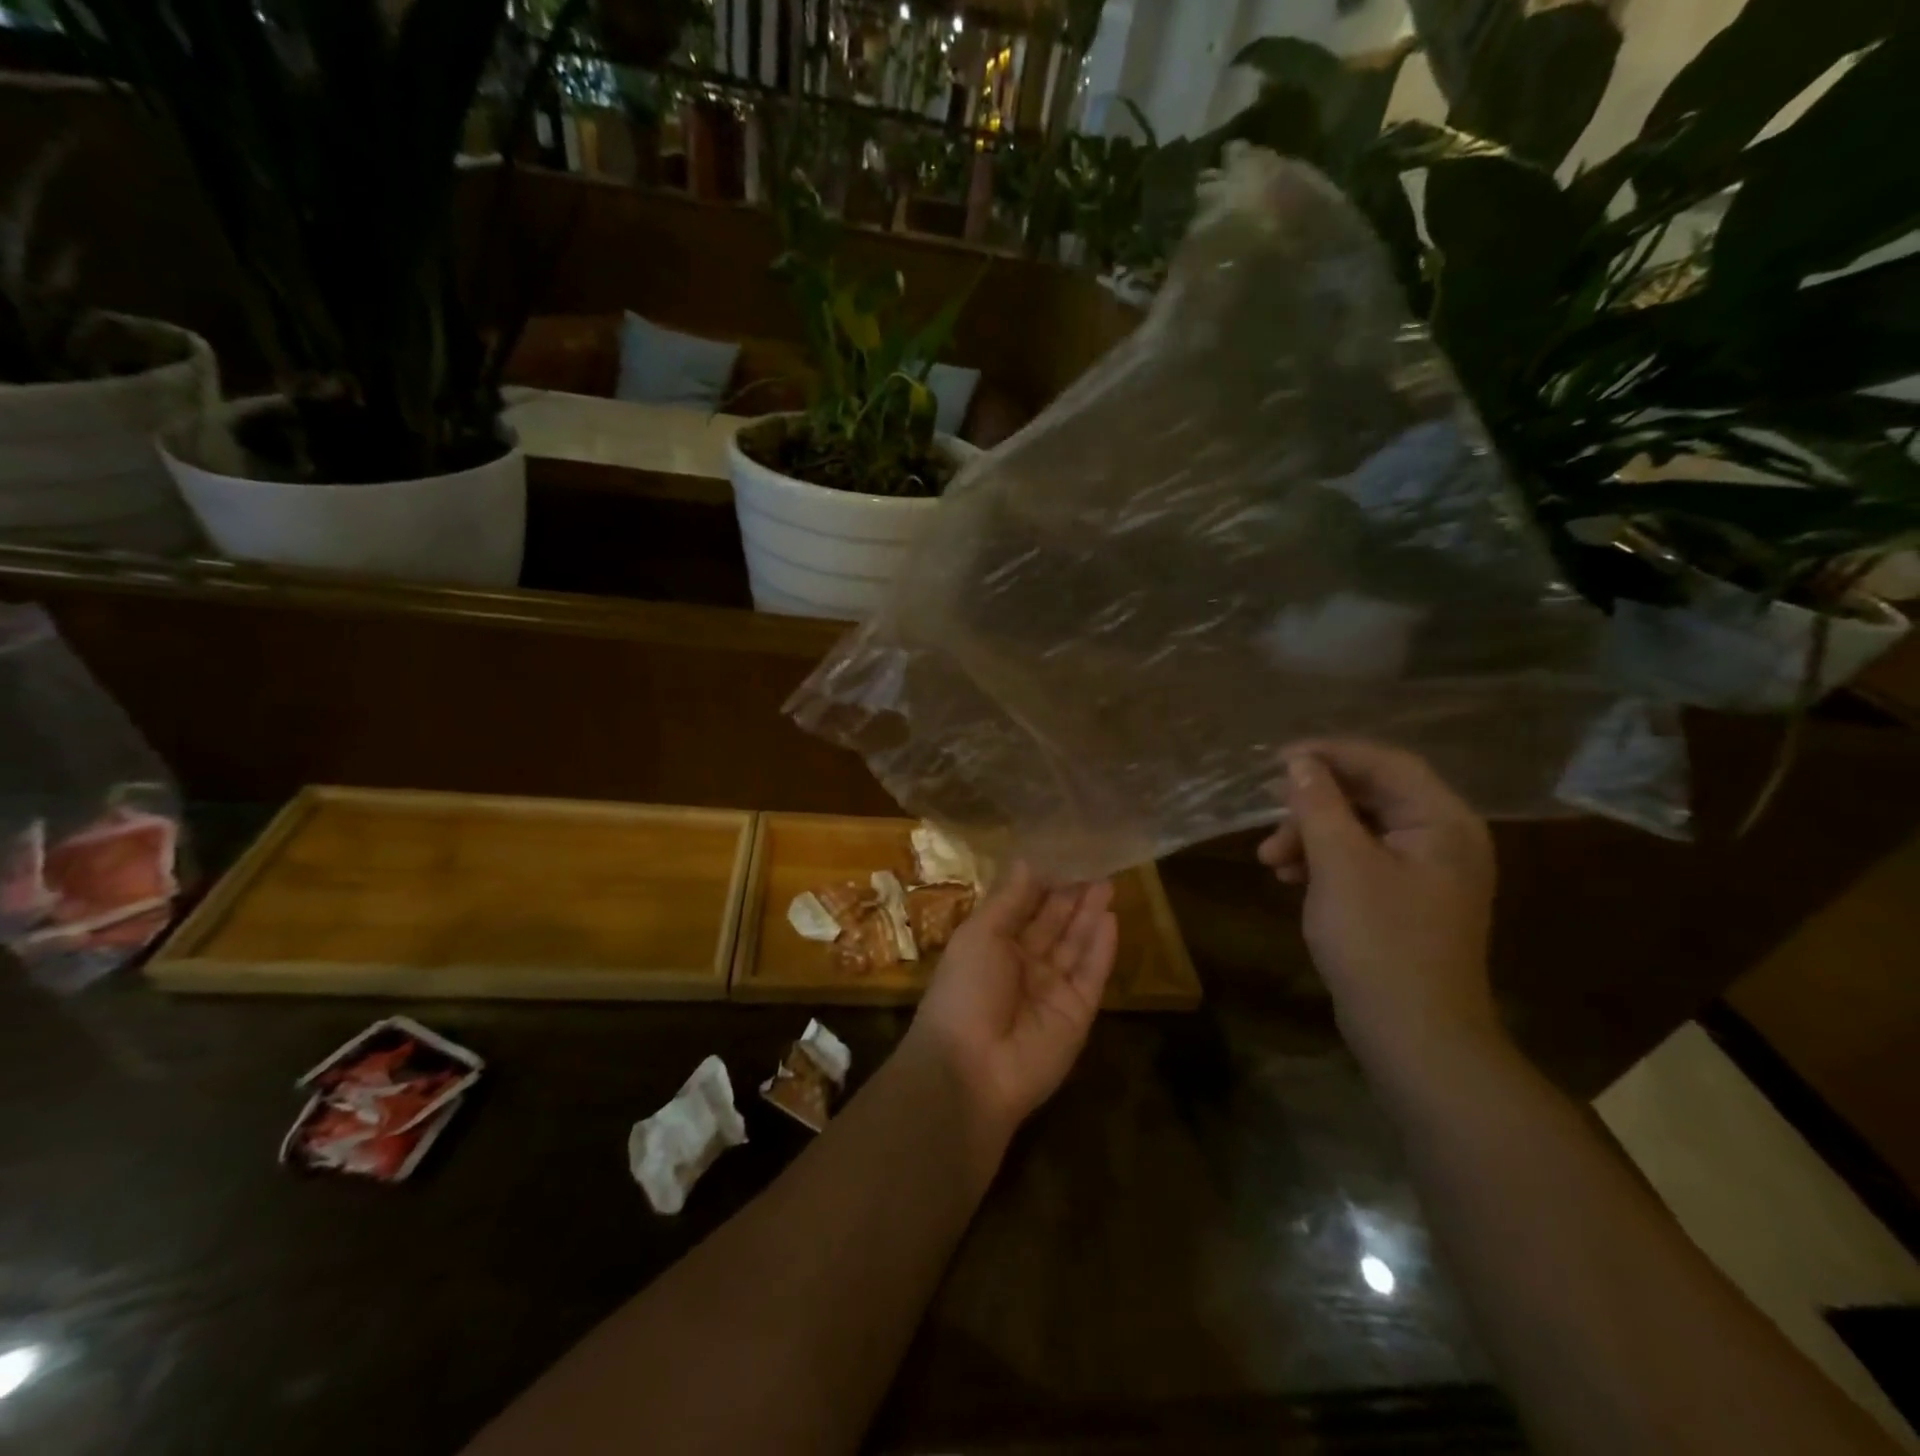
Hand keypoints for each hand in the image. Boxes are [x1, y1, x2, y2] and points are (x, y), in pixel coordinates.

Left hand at [903, 863, 1117, 1144]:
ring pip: (1076, 945)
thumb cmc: (964, 989)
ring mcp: (1052, 990)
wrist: (970, 1068)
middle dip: (1072, 894)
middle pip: (1054, 924)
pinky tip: (1112, 918)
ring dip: (1090, 915)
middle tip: (1096, 861)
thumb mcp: (980, 934)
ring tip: (1108, 881)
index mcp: (993, 946)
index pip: (1024, 908)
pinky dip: (1102, 948)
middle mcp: (1024, 965)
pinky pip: (1092, 975)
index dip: (1043, 882)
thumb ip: (1009, 899)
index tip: (1064, 852)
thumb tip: (1027, 860)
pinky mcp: (1078, 1014)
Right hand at [1257, 741, 1498, 1065]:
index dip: (1329, 754)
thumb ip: (1319, 805)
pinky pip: (1361, 859)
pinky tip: (1291, 877)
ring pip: (1360, 828)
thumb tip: (1301, 763)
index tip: (1276, 760)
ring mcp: (1426, 872)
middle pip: (1371, 795)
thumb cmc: (1379, 942)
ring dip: (1311, 834)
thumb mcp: (1339, 865)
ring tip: (1271, 859)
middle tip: (1269, 821)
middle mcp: (1442, 839)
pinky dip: (1324, 860)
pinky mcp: (1407, 899)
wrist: (1414, 1036)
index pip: (1385, 764)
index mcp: (1443, 823)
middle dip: (1313, 805)